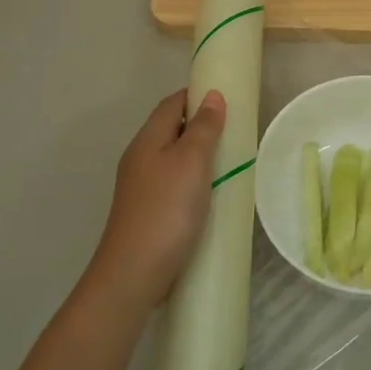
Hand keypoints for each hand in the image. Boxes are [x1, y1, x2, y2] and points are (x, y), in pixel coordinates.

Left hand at [85, 89, 226, 315]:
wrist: (134, 274)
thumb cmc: (166, 210)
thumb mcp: (191, 162)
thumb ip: (203, 128)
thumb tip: (212, 96)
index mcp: (147, 141)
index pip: (171, 104)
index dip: (197, 95)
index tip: (228, 97)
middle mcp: (140, 159)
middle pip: (171, 129)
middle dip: (201, 125)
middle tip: (236, 130)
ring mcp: (142, 188)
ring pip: (173, 158)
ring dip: (199, 154)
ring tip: (231, 160)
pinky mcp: (149, 212)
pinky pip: (174, 183)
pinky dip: (194, 180)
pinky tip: (212, 194)